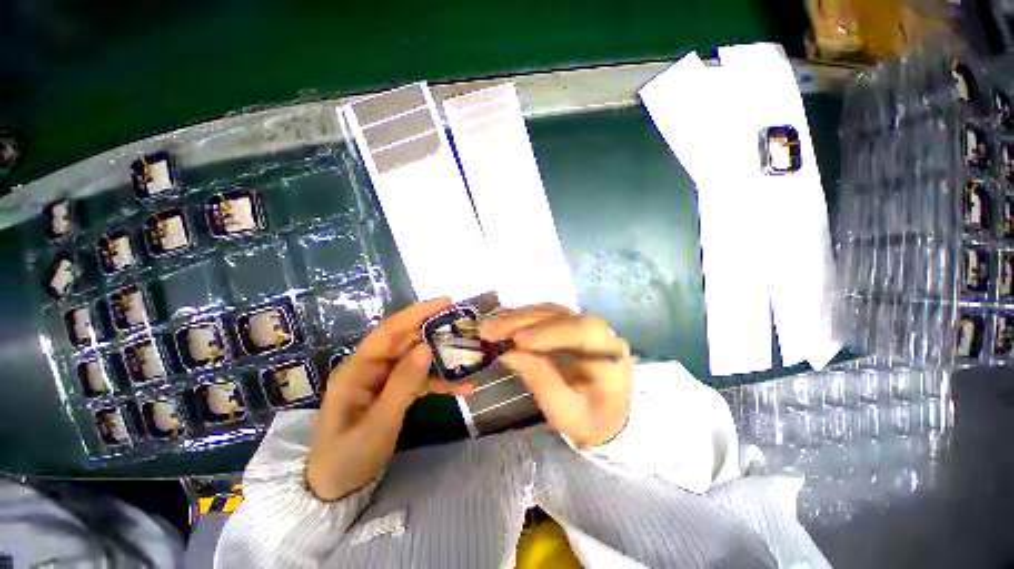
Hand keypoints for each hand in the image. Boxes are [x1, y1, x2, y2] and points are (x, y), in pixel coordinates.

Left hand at [306, 298, 473, 500]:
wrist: (336, 488)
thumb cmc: (348, 457)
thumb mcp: (378, 423)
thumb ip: (402, 384)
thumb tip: (426, 347)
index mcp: (357, 368)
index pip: (389, 331)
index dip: (417, 313)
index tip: (446, 302)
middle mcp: (371, 367)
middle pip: (406, 340)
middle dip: (435, 330)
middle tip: (464, 324)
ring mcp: (383, 379)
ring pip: (416, 359)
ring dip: (442, 357)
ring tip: (470, 353)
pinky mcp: (394, 392)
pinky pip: (419, 380)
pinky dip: (440, 382)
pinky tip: (463, 387)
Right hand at [481, 304, 632, 447]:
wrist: (603, 418)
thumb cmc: (589, 421)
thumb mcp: (566, 414)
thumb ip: (543, 383)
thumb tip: (511, 354)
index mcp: (610, 354)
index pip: (585, 331)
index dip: (551, 331)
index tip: (518, 341)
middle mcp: (599, 333)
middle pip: (561, 316)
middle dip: (523, 322)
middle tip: (489, 330)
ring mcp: (582, 326)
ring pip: (548, 312)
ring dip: (517, 317)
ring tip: (489, 327)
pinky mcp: (567, 327)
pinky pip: (543, 316)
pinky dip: (521, 318)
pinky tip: (502, 321)